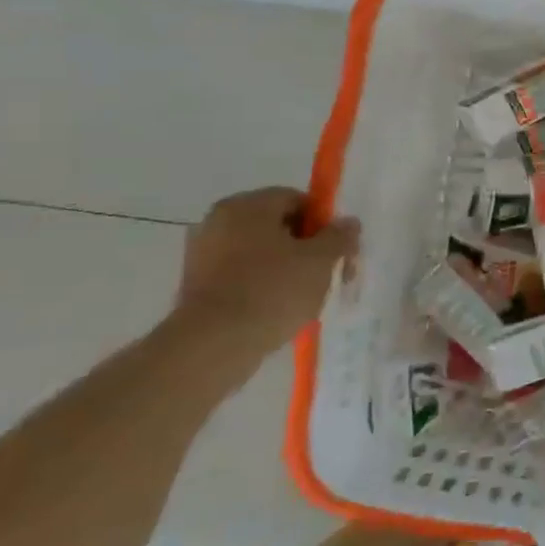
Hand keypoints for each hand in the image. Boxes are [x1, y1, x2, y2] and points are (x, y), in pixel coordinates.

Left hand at [175, 188, 359, 363]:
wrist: (213, 345)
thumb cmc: (272, 291)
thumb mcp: (320, 261)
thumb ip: (339, 236)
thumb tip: (348, 222)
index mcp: (247, 206)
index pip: (296, 200)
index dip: (324, 222)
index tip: (338, 249)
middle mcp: (219, 221)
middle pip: (277, 225)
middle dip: (306, 247)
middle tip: (328, 273)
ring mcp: (203, 253)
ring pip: (259, 252)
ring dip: (285, 267)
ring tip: (305, 297)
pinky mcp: (196, 285)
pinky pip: (241, 275)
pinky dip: (262, 285)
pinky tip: (277, 309)